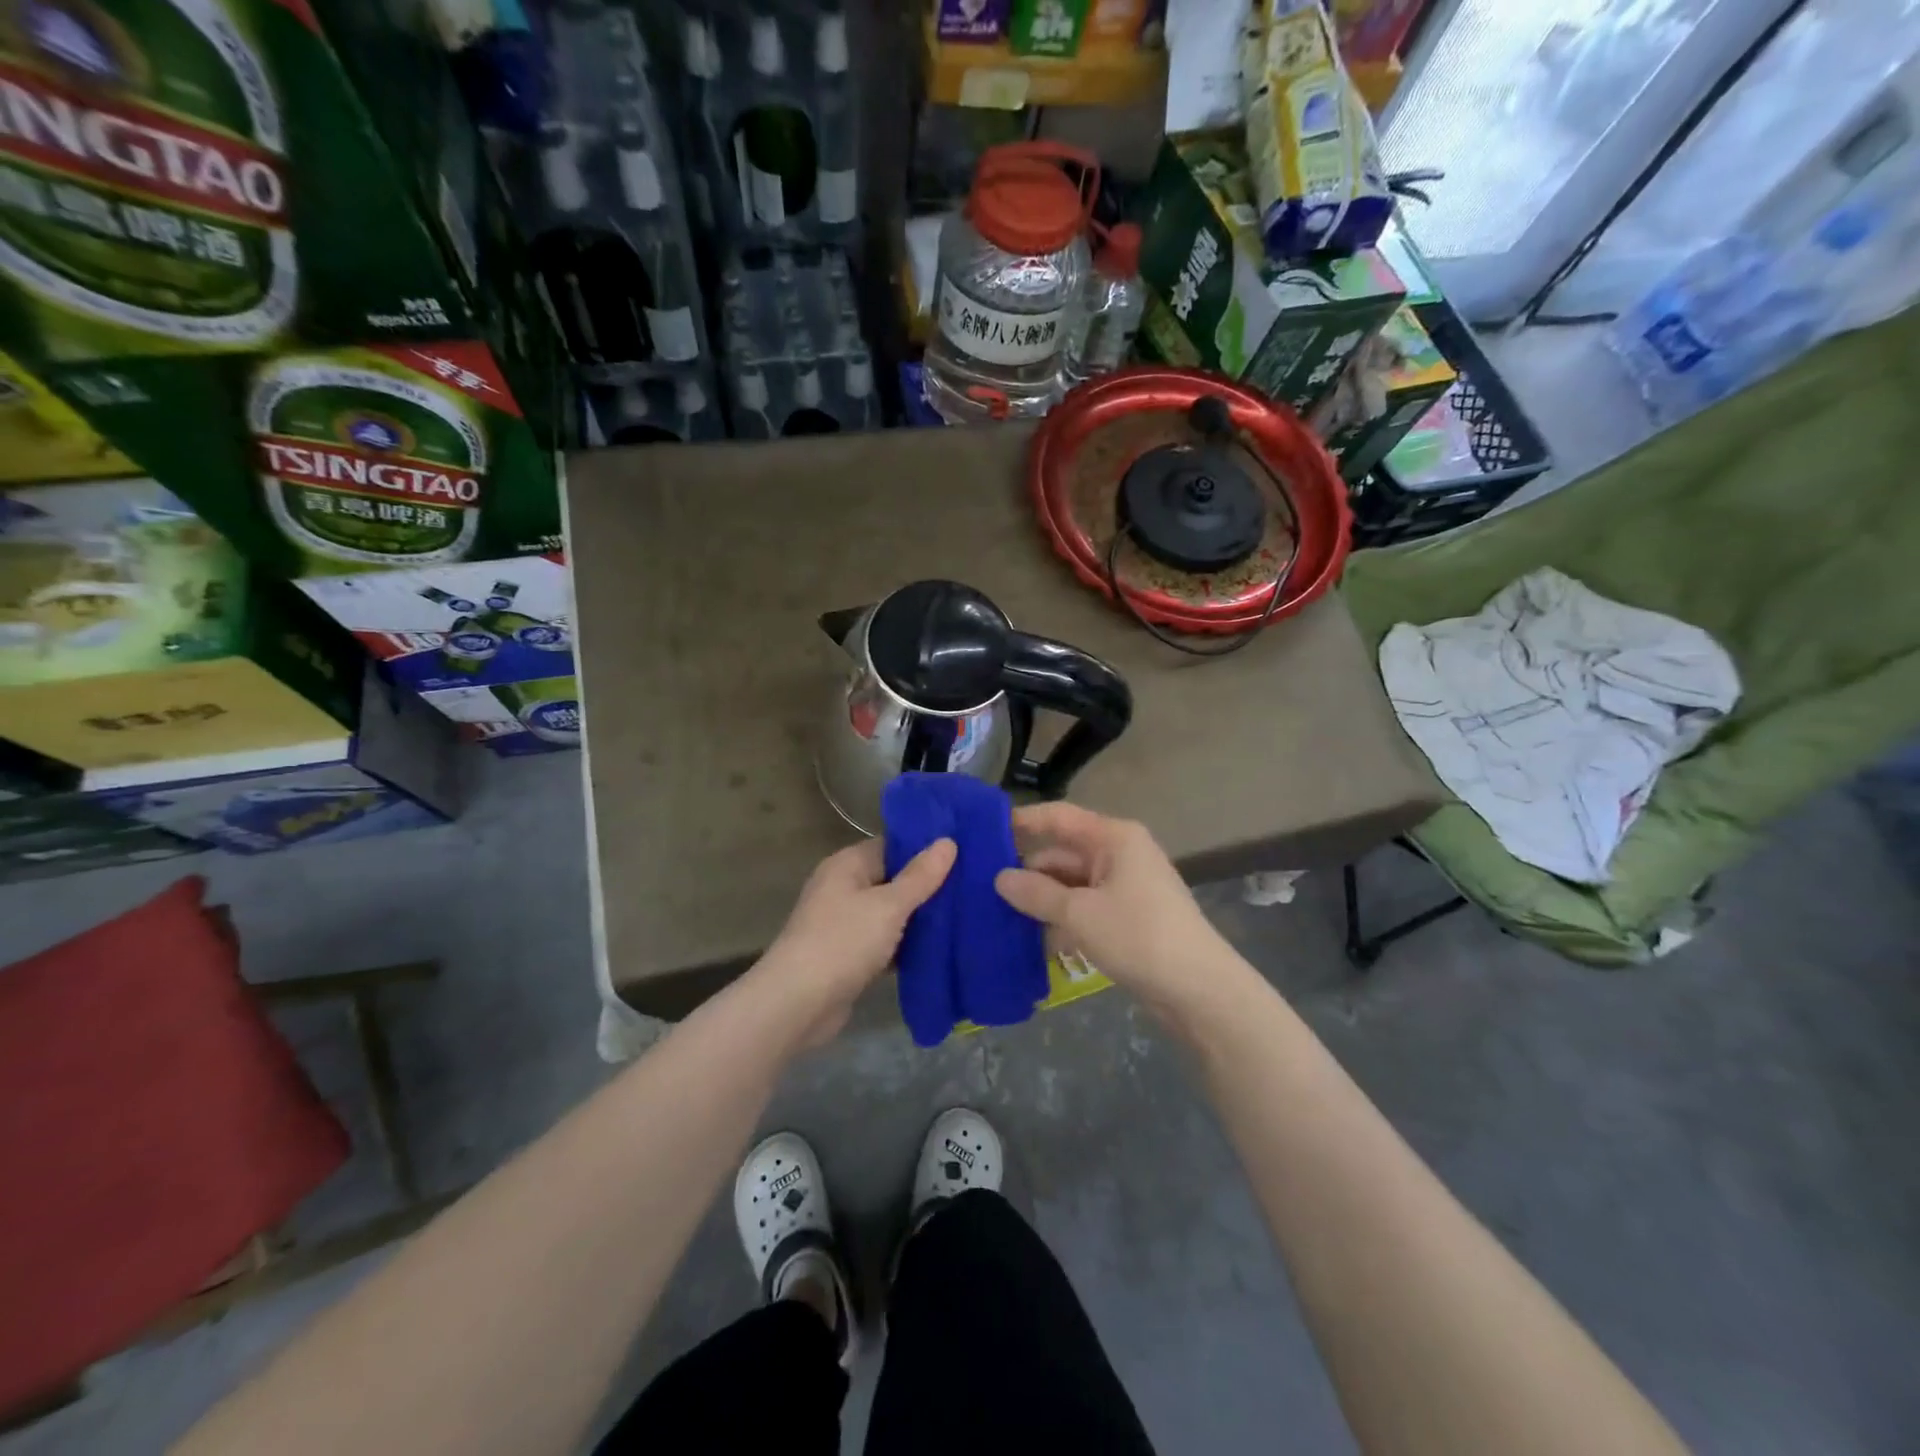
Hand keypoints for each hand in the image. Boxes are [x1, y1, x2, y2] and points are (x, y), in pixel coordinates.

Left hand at [760, 836, 955, 1045]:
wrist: (798, 1003)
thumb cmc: (843, 941)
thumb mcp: (889, 905)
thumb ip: (920, 876)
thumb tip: (948, 841)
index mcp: (847, 865)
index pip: (892, 846)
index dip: (925, 849)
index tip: (963, 854)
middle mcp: (842, 888)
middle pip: (892, 880)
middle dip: (926, 886)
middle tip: (971, 887)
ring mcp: (843, 924)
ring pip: (889, 914)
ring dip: (918, 919)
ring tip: (964, 916)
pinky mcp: (848, 956)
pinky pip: (883, 943)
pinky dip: (905, 946)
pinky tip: (938, 950)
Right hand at [995, 803, 1235, 1025]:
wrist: (1198, 989)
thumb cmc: (1139, 936)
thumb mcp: (1080, 914)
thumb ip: (1036, 894)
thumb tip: (999, 878)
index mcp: (1114, 838)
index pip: (1059, 817)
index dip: (1023, 821)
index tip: (983, 832)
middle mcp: (1119, 854)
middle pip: (1063, 853)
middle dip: (1027, 871)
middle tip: (982, 887)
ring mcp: (1125, 886)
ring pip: (1071, 884)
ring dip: (1042, 900)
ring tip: (999, 916)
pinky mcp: (1127, 916)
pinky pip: (1084, 907)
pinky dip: (1062, 920)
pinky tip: (1033, 941)